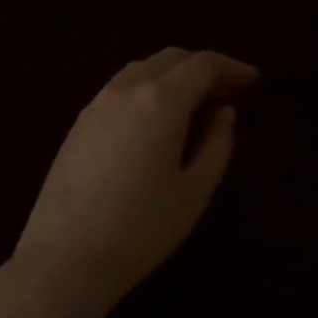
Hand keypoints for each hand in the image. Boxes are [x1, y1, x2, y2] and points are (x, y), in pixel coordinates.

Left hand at [0, 47, 259, 317]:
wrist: (65, 258)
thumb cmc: (142, 227)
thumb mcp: (195, 190)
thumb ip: (217, 143)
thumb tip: (222, 112)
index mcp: (160, 100)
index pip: (203, 64)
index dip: (231, 67)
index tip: (253, 81)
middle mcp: (126, 89)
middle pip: (170, 59)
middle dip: (203, 68)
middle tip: (227, 92)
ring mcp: (96, 105)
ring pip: (141, 70)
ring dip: (172, 77)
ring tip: (194, 104)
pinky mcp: (77, 125)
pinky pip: (120, 90)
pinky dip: (147, 91)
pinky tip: (155, 121)